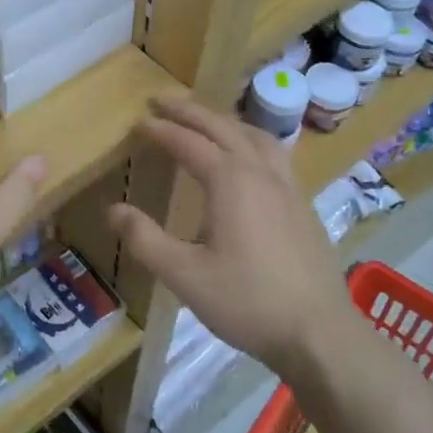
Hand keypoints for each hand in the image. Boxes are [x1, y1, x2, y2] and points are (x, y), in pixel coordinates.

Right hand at [109, 96, 353, 375]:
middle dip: (190, 110)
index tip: (140, 121)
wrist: (320, 334)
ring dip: (224, 121)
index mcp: (231, 182)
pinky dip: (251, 140)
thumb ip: (145, 239)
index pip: (189, 143)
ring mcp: (288, 187)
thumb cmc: (248, 302)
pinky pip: (274, 154)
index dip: (162, 130)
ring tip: (204, 121)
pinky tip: (249, 159)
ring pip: (255, 136)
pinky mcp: (303, 205)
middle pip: (223, 127)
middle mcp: (261, 173)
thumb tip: (113, 210)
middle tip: (162, 99)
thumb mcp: (185, 276)